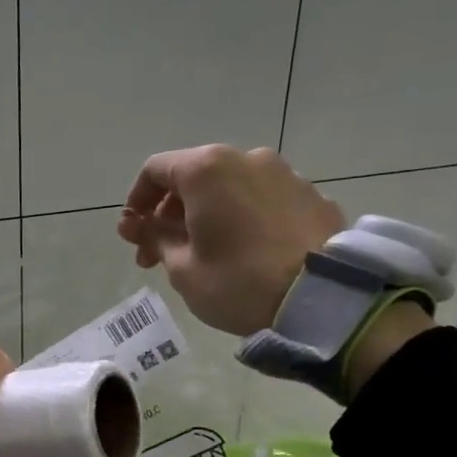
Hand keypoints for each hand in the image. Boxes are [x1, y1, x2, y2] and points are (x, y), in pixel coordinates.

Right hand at [117, 145, 345, 336]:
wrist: (323, 297)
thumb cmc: (238, 281)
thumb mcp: (182, 267)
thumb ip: (154, 237)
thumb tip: (135, 224)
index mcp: (207, 170)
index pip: (156, 170)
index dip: (136, 200)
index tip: (133, 233)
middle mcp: (245, 158)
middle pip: (193, 176)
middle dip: (170, 212)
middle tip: (160, 254)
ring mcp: (283, 174)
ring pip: (229, 186)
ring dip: (206, 213)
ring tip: (203, 253)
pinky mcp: (311, 195)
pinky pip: (261, 199)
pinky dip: (242, 216)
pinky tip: (244, 251)